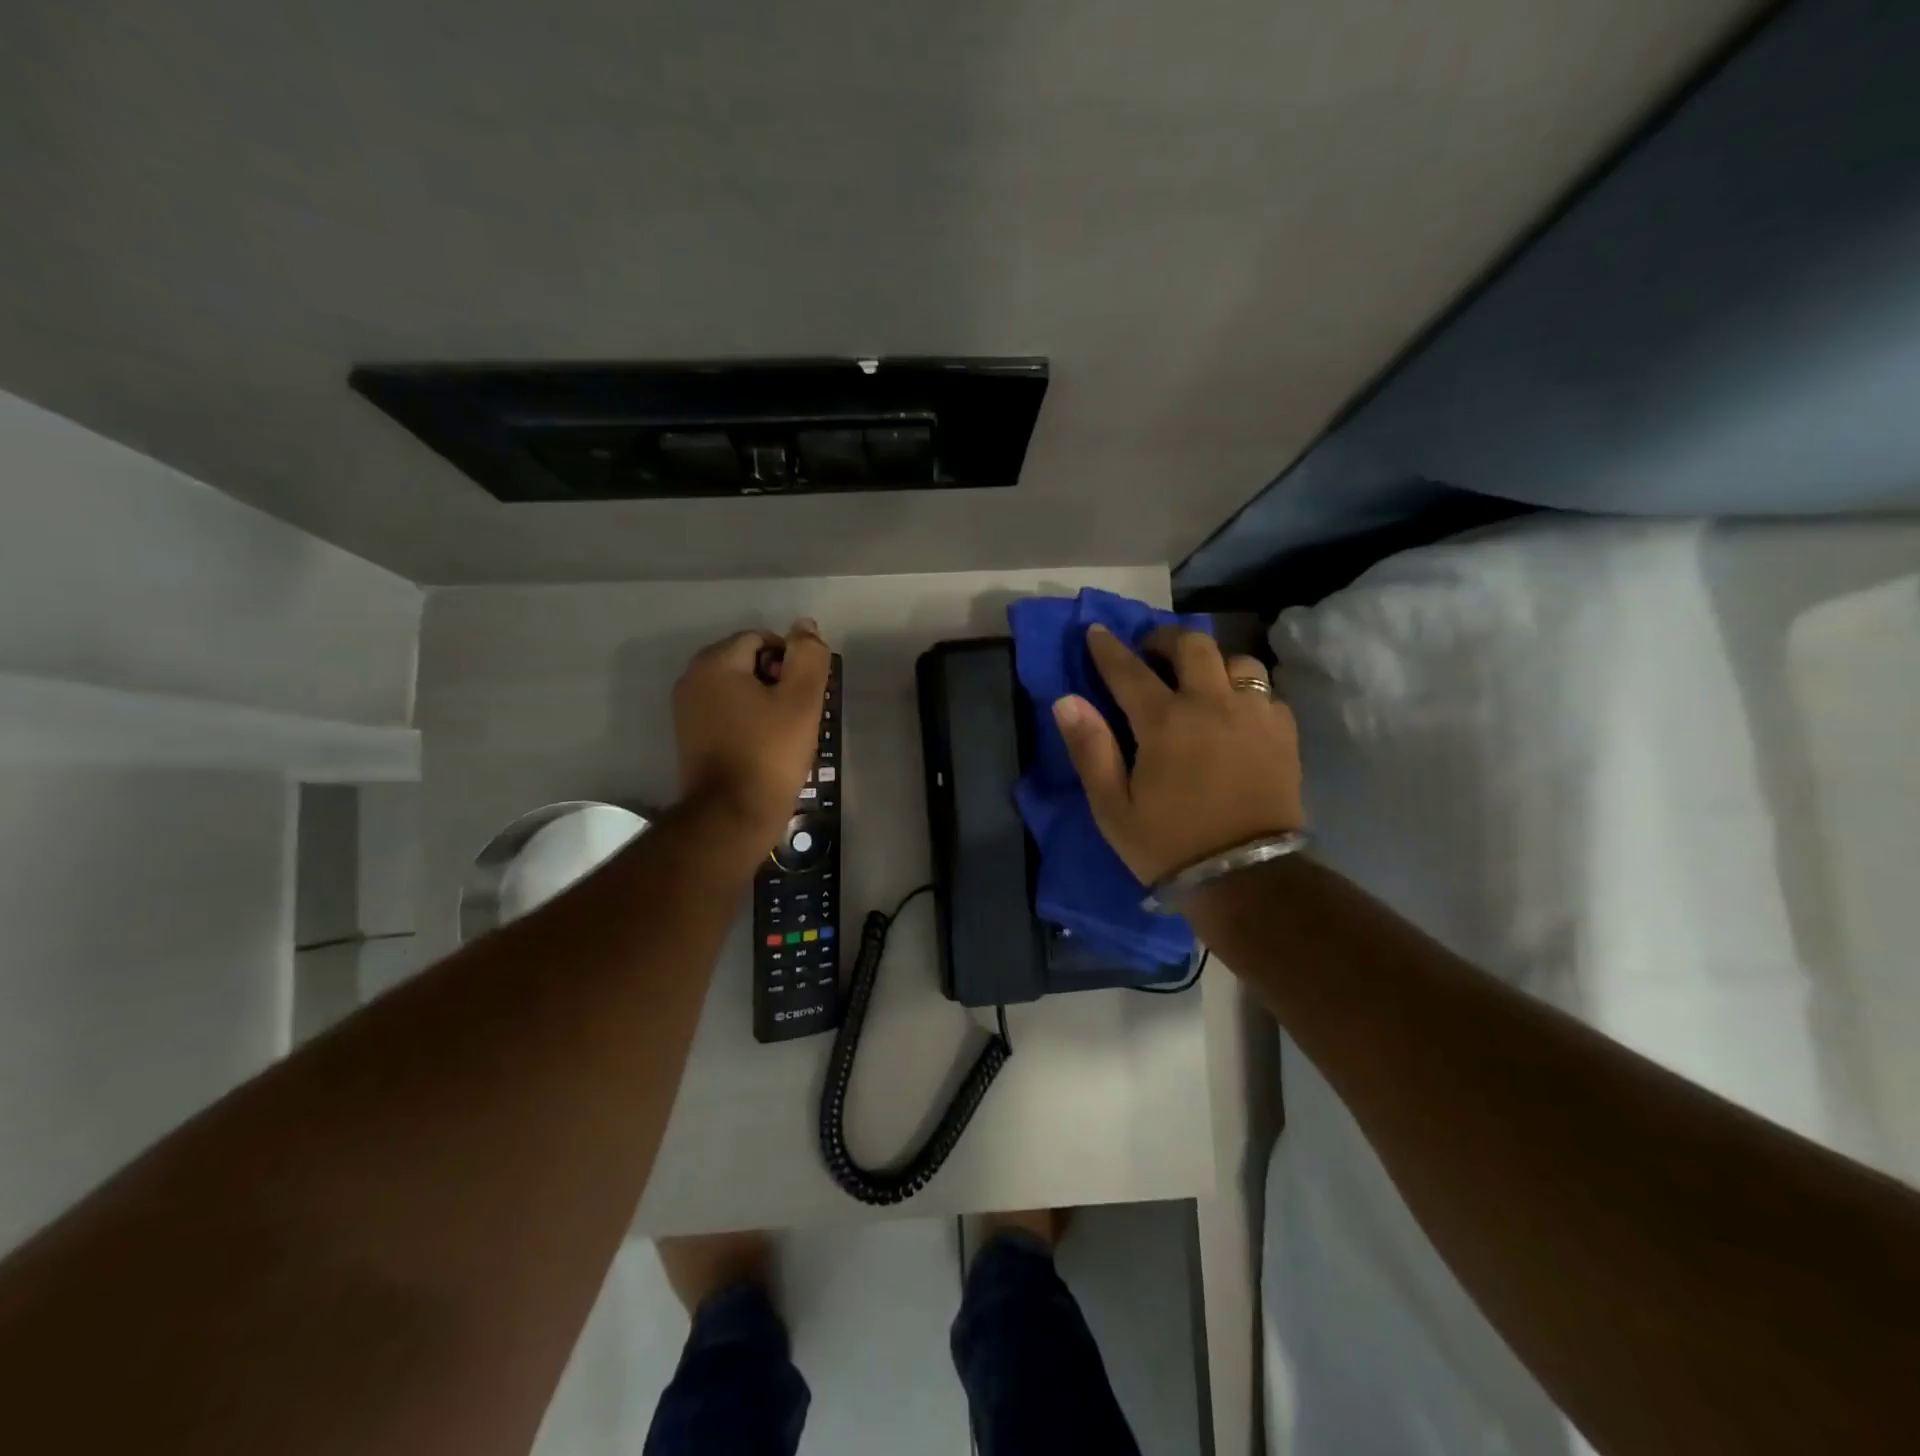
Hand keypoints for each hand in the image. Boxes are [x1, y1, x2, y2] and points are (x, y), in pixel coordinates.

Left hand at [673, 620, 829, 849]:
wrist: (731, 815)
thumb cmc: (770, 753)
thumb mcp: (801, 700)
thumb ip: (808, 656)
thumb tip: (805, 626)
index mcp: (715, 662)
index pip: (763, 639)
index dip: (792, 662)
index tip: (807, 696)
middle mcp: (693, 678)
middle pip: (748, 662)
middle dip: (778, 680)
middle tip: (800, 715)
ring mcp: (687, 709)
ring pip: (738, 688)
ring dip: (765, 702)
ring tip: (786, 733)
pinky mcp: (690, 736)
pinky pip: (726, 712)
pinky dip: (748, 720)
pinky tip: (765, 746)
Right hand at [1054, 623, 1303, 885]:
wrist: (1246, 879)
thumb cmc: (1168, 845)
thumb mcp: (1112, 807)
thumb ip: (1089, 749)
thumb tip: (1066, 700)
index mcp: (1165, 722)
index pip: (1129, 670)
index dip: (1107, 648)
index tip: (1096, 631)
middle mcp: (1213, 704)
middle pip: (1193, 646)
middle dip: (1165, 639)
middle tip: (1151, 652)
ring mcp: (1255, 716)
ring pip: (1238, 661)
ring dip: (1213, 662)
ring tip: (1201, 681)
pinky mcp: (1284, 735)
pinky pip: (1267, 693)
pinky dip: (1246, 692)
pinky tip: (1236, 712)